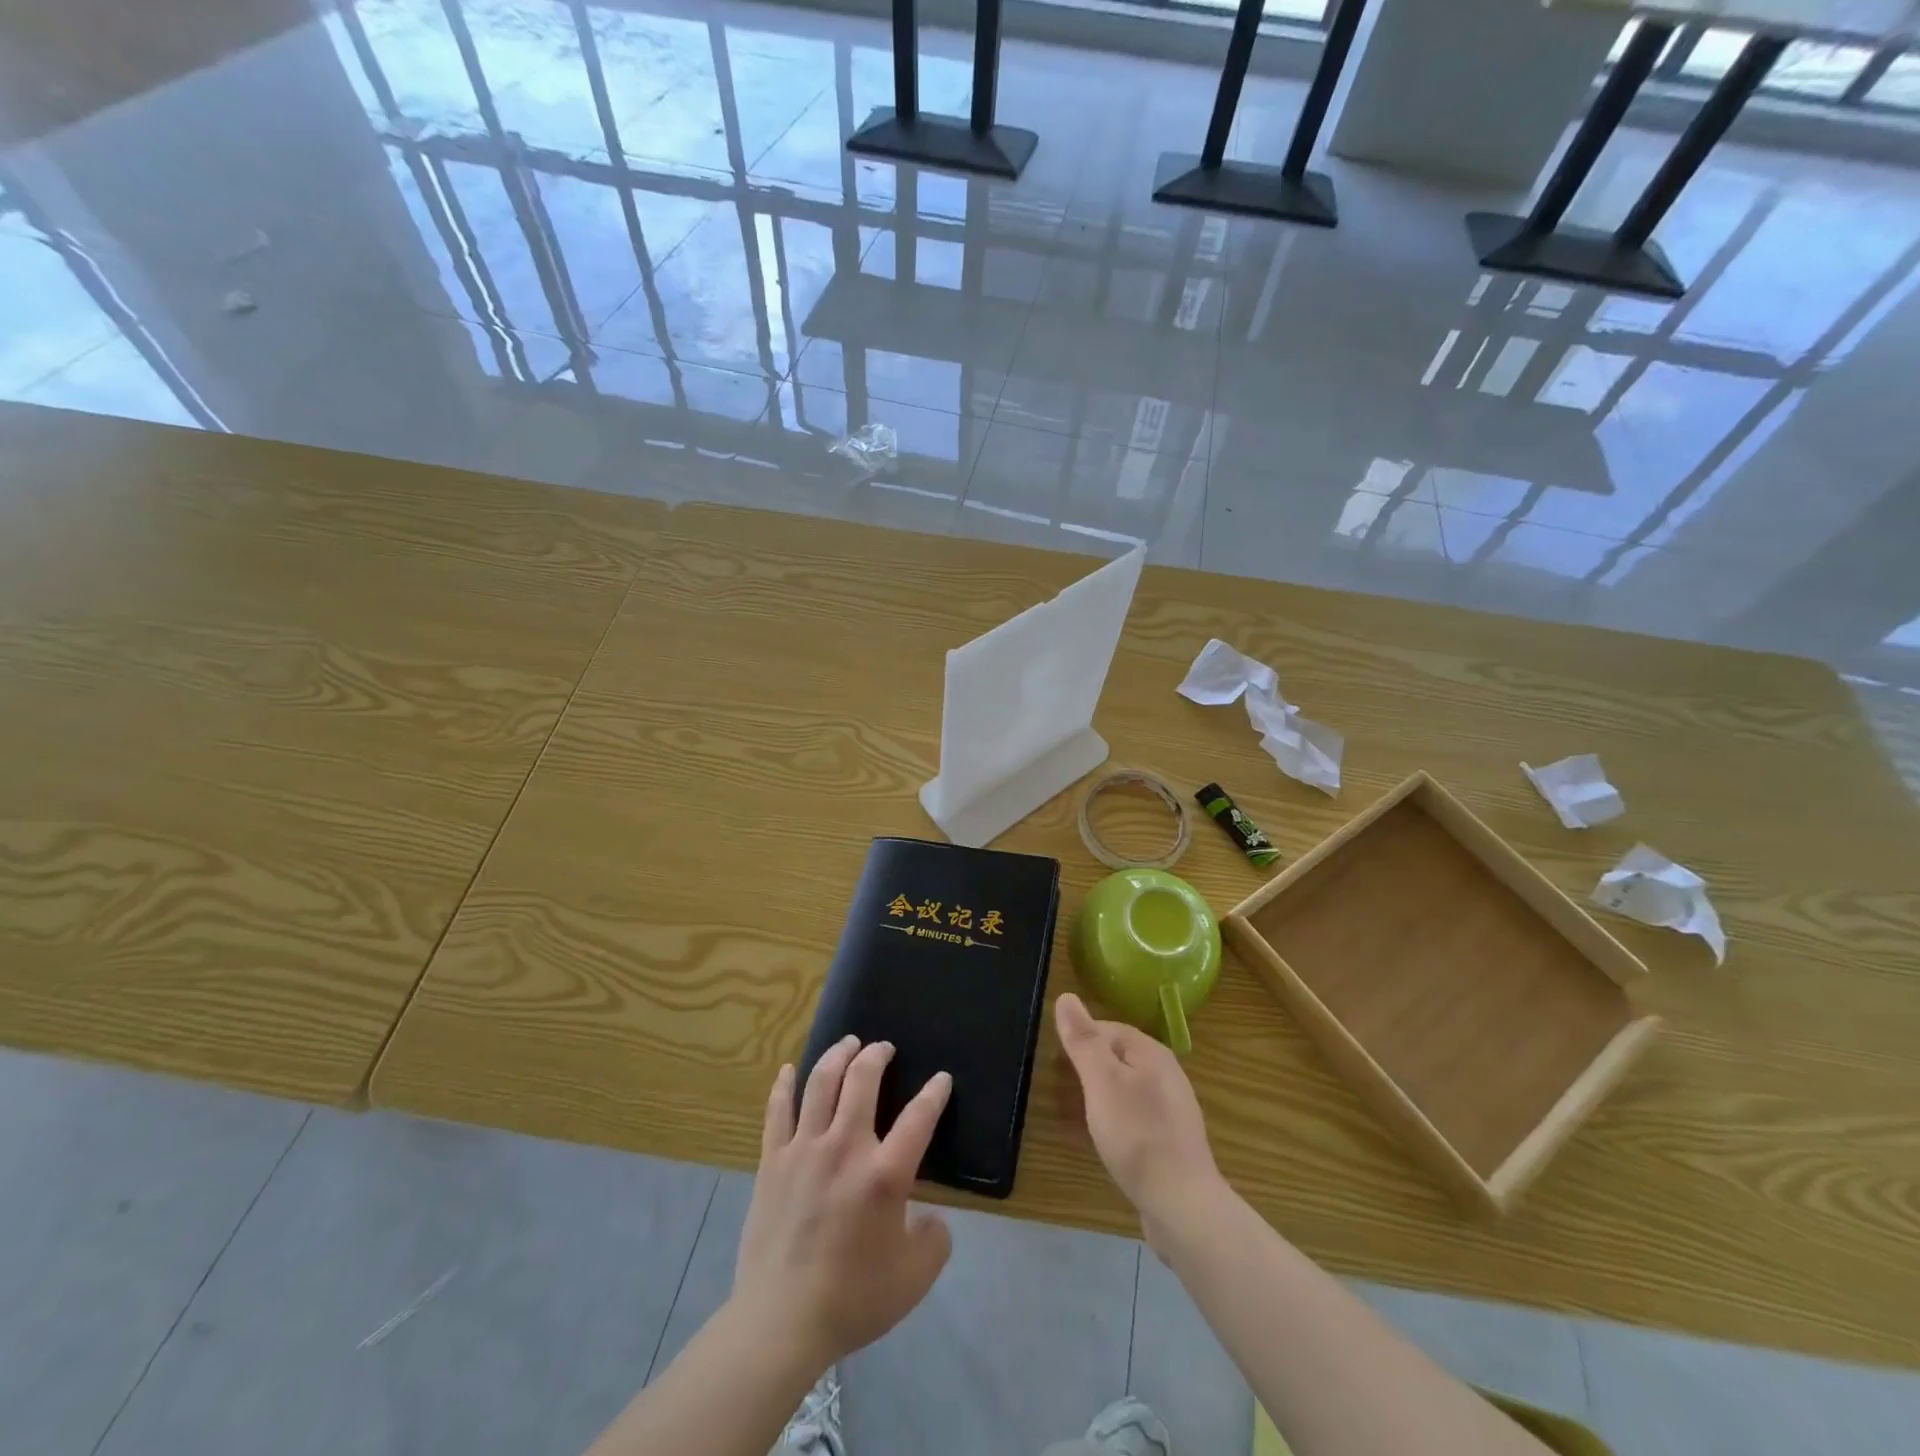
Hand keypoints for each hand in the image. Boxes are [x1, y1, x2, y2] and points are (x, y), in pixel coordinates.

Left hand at [731, 1037, 953, 1367]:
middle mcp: (845, 1147)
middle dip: (877, 1055)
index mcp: (885, 1174)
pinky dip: (785, 1084)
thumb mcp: (914, 1278)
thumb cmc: (852, 1299)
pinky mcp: (772, 1161)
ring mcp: (804, 1149)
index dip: (934, 1093)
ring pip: (820, 1082)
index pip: (919, 1117)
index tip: (941, 1079)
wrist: (780, 1322)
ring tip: (848, 1044)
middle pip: (862, 1080)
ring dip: (837, 1056)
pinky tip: (789, 1070)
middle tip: (883, 1048)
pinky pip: (778, 1110)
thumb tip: (931, 1217)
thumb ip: (934, 1240)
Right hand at [1054, 993, 1225, 1247]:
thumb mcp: (1102, 1081)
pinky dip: (1111, 1122)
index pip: (1109, 1028)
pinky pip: (1134, 1119)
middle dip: (1087, 1068)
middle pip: (1118, 1058)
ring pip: (1125, 1089)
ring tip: (1072, 1116)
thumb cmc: (1136, 1135)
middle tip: (1060, 1088)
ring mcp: (1171, 1110)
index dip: (1080, 1039)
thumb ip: (1083, 1040)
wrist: (1182, 1206)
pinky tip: (1100, 1142)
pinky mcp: (1170, 1142)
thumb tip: (1066, 997)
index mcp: (1152, 1053)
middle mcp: (1166, 1075)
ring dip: (1097, 1096)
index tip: (1056, 1061)